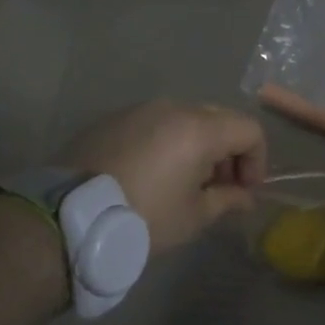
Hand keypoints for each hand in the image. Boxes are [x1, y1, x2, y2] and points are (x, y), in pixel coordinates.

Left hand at [64, 100, 266, 254]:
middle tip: (218, 188)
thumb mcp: (192, 217)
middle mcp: (173, 107)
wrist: (67, 216)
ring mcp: (140, 108)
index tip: (244, 191)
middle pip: (219, 119)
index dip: (257, 160)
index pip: (249, 129)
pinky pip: (154, 123)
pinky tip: (150, 174)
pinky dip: (166, 142)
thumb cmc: (141, 218)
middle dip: (228, 152)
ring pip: (185, 118)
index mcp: (199, 128)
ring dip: (197, 145)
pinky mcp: (113, 118)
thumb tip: (245, 197)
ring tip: (182, 183)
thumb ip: (227, 200)